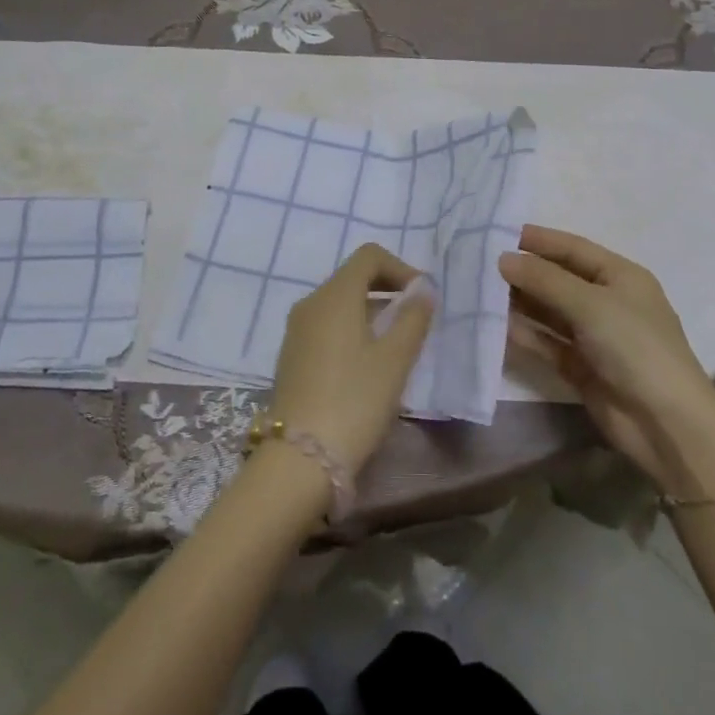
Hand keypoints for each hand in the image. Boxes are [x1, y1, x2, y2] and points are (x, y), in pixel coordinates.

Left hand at [269, 244, 435, 472]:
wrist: (299, 458)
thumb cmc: (355, 400)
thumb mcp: (394, 360)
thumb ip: (412, 318)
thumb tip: (423, 289)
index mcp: (335, 295)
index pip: (369, 256)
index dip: (400, 268)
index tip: (421, 299)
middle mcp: (311, 303)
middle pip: (353, 277)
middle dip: (387, 291)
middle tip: (414, 321)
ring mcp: (296, 330)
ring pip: (340, 303)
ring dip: (371, 312)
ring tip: (395, 346)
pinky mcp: (291, 355)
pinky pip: (326, 326)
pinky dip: (351, 330)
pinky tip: (366, 366)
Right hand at [500, 225, 714, 486]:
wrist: (665, 424)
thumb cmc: (635, 347)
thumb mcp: (590, 304)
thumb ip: (544, 279)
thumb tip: (503, 259)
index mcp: (620, 276)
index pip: (573, 248)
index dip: (538, 240)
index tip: (498, 232)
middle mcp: (606, 301)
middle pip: (558, 279)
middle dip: (523, 271)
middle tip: (479, 263)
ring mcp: (593, 336)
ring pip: (549, 311)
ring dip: (519, 302)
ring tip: (479, 291)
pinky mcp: (581, 366)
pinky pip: (546, 342)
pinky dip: (524, 333)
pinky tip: (495, 326)